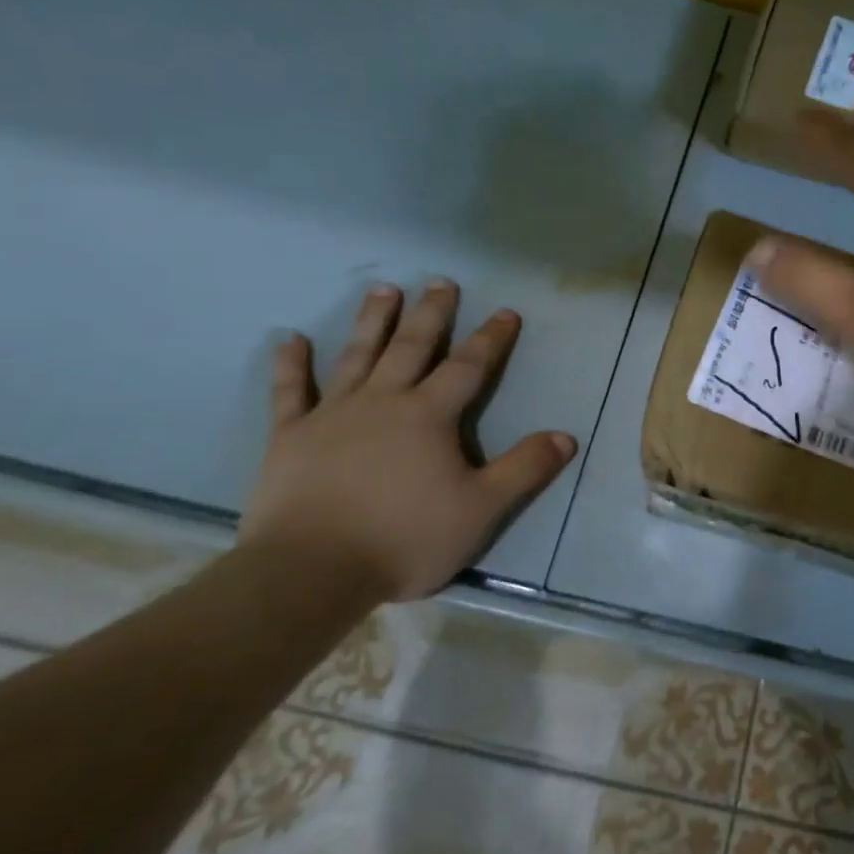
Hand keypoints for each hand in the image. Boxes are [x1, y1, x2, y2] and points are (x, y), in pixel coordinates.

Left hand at [239, 282, 576, 602]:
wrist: (312, 570)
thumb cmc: (405, 538)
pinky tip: (288, 339)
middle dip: (431, 314)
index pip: (469, 367)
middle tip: (440, 282)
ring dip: (372, 321)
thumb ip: (524, 470)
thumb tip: (565, 437)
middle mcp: (383, 401)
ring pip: (357, 356)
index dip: (491, 338)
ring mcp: (332, 415)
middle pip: (412, 347)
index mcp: (429, 416)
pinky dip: (289, 365)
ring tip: (383, 289)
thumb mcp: (481, 509)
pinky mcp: (290, 436)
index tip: (506, 311)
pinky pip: (289, 392)